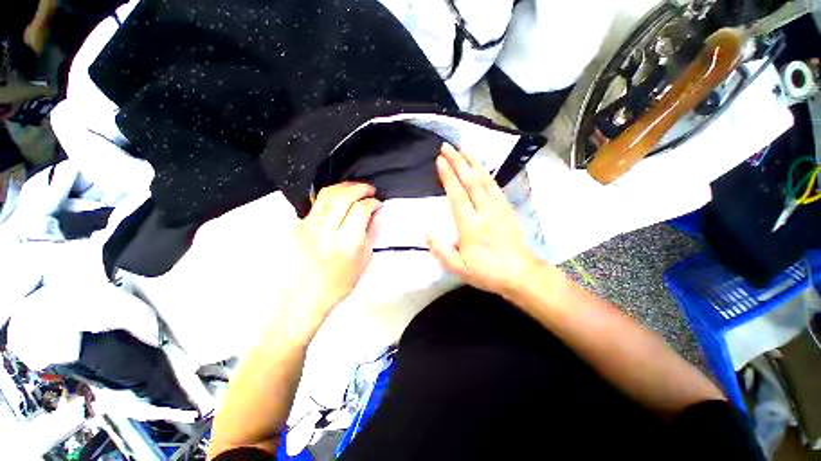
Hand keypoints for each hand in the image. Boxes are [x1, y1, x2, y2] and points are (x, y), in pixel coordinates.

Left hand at [289, 182, 380, 327]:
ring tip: (356, 187)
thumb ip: (372, 234)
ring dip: (345, 186)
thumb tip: (378, 213)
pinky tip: (339, 197)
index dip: (373, 202)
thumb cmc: (338, 284)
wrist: (303, 296)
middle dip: (360, 188)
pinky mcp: (299, 226)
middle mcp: (327, 231)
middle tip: (370, 189)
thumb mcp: (363, 261)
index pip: (362, 210)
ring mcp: (310, 226)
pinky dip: (331, 195)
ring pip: (327, 194)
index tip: (378, 203)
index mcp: (347, 243)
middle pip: (344, 196)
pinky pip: (317, 203)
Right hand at [426, 144, 540, 296]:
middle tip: (447, 146)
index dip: (448, 176)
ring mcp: (498, 208)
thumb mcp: (457, 268)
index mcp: (470, 226)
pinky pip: (495, 186)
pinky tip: (480, 166)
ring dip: (473, 162)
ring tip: (463, 148)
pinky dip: (486, 173)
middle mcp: (484, 212)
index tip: (439, 160)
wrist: (519, 273)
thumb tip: (428, 230)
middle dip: (458, 162)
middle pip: (470, 181)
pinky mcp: (506, 208)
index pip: (457, 195)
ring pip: (485, 179)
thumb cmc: (486, 272)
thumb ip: (440, 250)